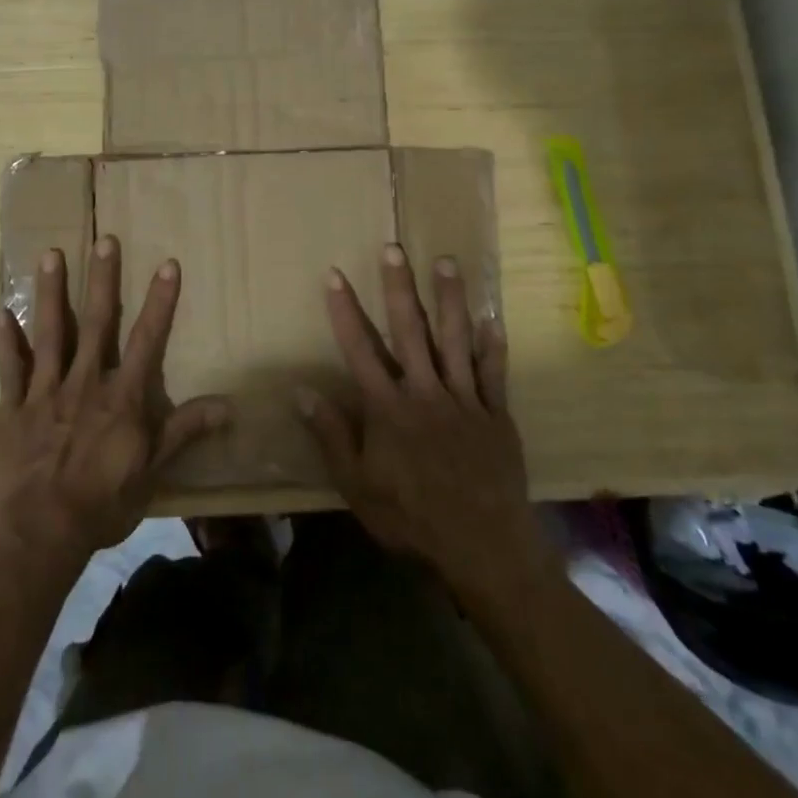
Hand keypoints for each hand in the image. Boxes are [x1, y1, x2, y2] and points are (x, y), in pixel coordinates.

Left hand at [0, 236, 229, 571]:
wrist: (41, 535)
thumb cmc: (103, 503)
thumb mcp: (153, 471)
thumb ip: (185, 431)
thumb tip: (230, 405)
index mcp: (121, 397)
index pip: (148, 339)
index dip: (160, 301)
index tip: (167, 264)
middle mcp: (85, 382)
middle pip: (96, 323)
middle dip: (102, 280)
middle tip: (104, 240)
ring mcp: (44, 392)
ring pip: (49, 333)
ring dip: (50, 293)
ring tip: (50, 255)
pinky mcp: (12, 408)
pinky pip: (8, 369)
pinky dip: (4, 341)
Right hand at [296, 246, 557, 603]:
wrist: (483, 548)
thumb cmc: (411, 519)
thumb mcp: (357, 486)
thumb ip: (331, 436)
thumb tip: (302, 391)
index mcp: (387, 408)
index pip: (359, 348)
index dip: (344, 310)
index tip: (335, 275)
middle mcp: (424, 392)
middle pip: (409, 330)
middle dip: (399, 287)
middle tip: (394, 248)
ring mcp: (464, 400)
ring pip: (455, 340)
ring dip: (450, 298)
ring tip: (447, 262)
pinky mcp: (496, 415)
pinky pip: (494, 372)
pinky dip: (493, 344)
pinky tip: (493, 317)